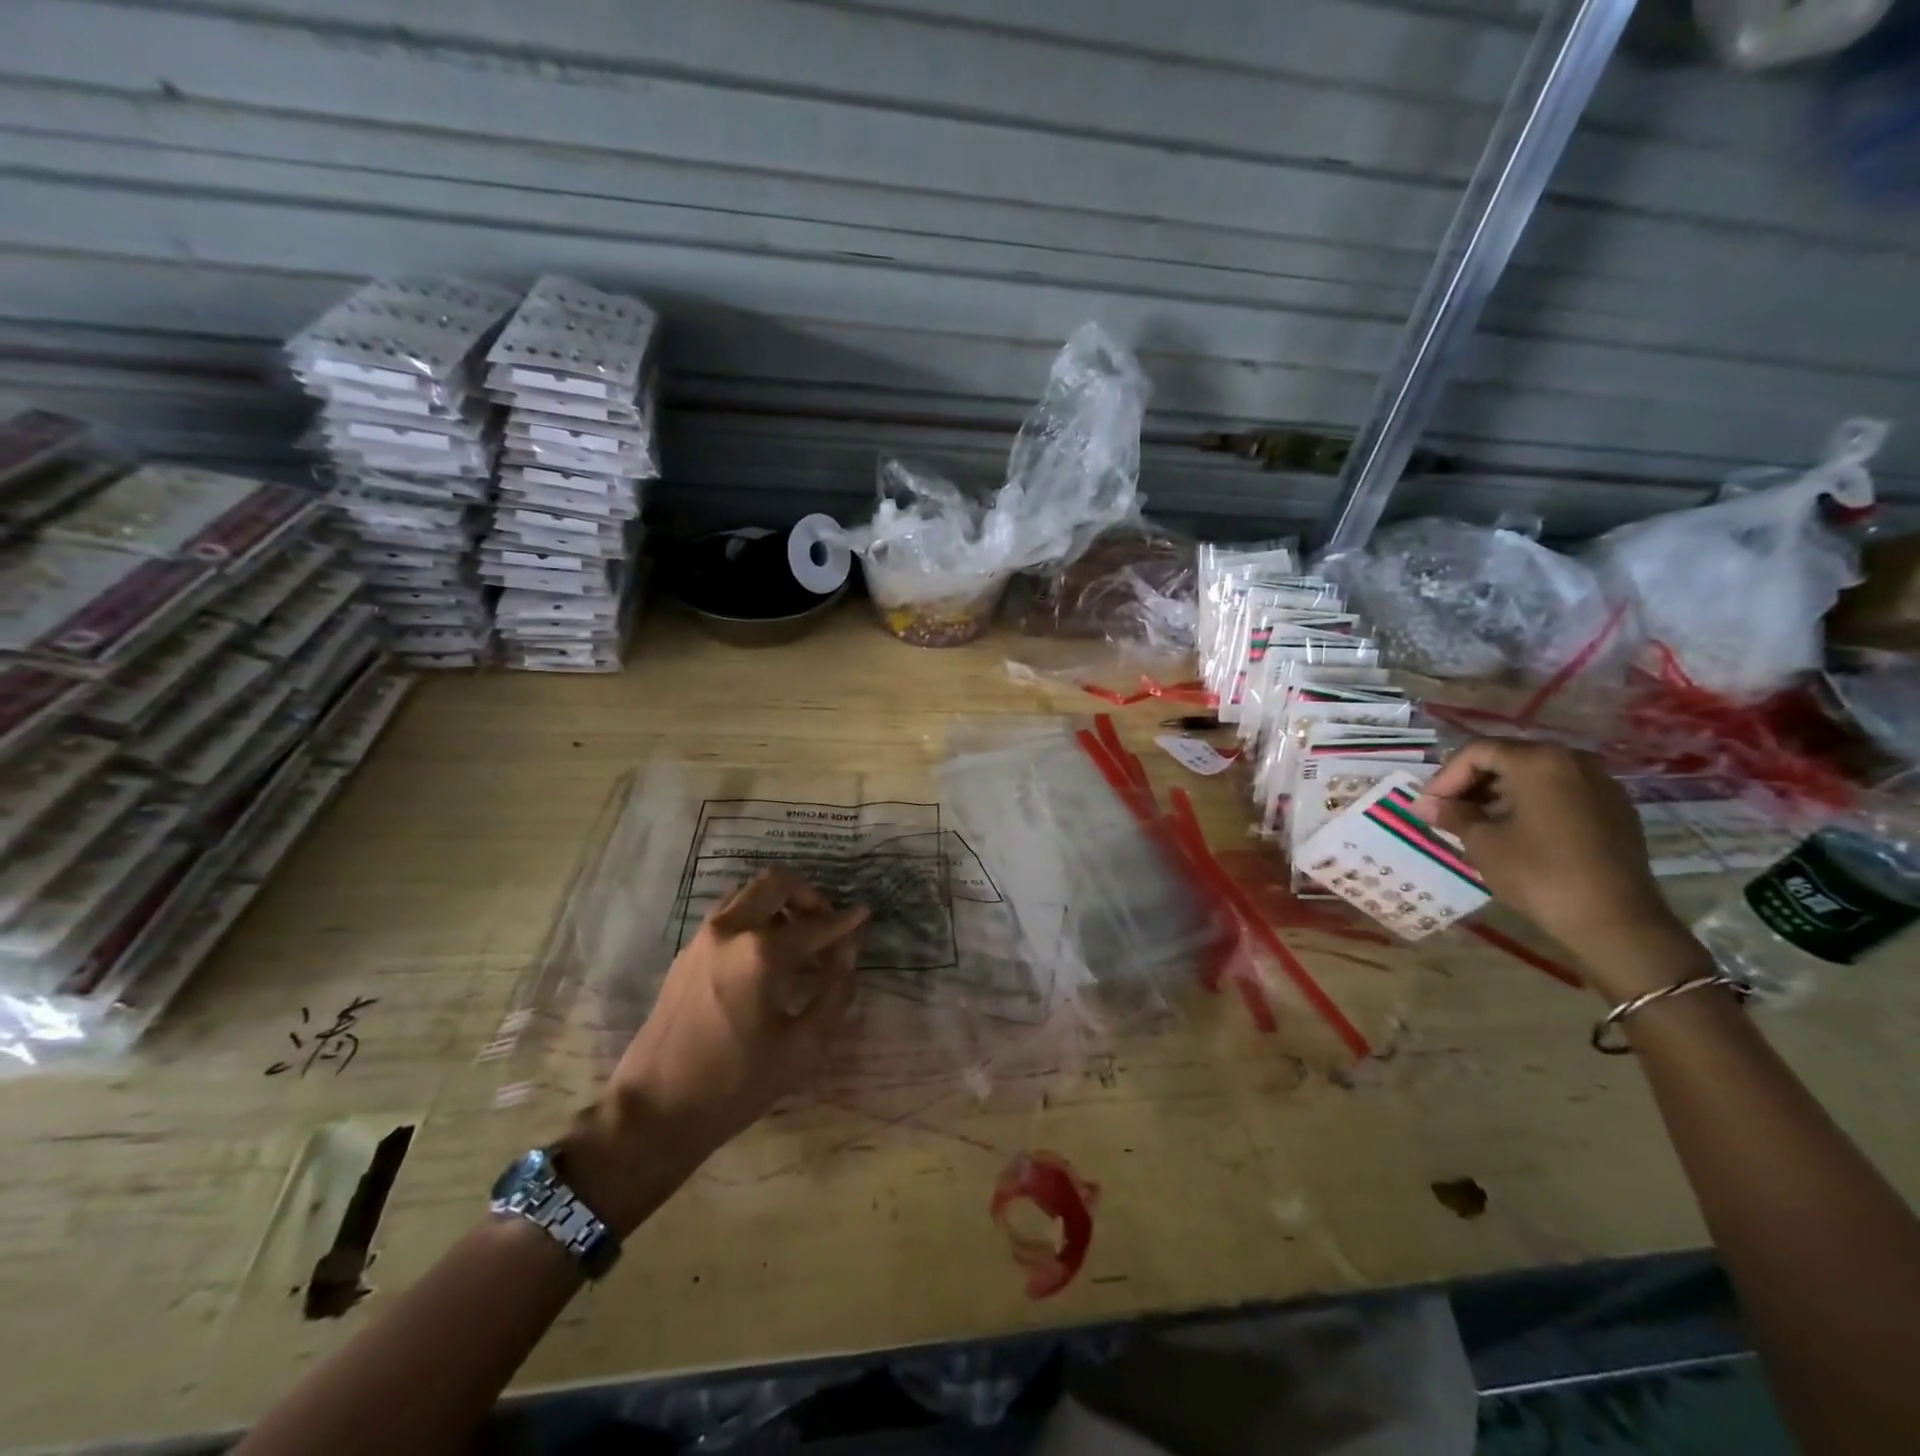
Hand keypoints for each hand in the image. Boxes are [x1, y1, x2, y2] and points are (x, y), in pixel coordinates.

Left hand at [557, 869, 868, 1230]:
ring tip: (798, 937)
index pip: (815, 925)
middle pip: (775, 883)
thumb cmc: (736, 1084)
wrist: (655, 1112)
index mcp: (760, 952)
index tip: (865, 915)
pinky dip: (755, 918)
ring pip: (747, 893)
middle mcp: (729, 931)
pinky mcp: (686, 954)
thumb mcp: (803, 1048)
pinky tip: (767, 956)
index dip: (845, 921)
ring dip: (778, 903)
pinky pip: (728, 915)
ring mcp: (702, 938)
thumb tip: (847, 957)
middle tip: (826, 922)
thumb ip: (835, 994)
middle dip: (808, 896)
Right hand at [1411, 738, 1698, 998]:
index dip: (1445, 777)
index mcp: (1539, 761)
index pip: (1476, 752)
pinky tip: (1514, 832)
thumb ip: (1452, 814)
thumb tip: (1425, 805)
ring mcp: (1600, 783)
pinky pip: (1560, 792)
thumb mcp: (1483, 842)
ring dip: (1498, 794)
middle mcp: (1573, 760)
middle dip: (1471, 783)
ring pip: (1534, 775)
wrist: (1616, 921)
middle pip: (1507, 758)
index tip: (1429, 806)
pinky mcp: (1614, 808)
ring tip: (1476, 824)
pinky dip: (1529, 803)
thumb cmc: (1539, 873)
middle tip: (1447, 812)